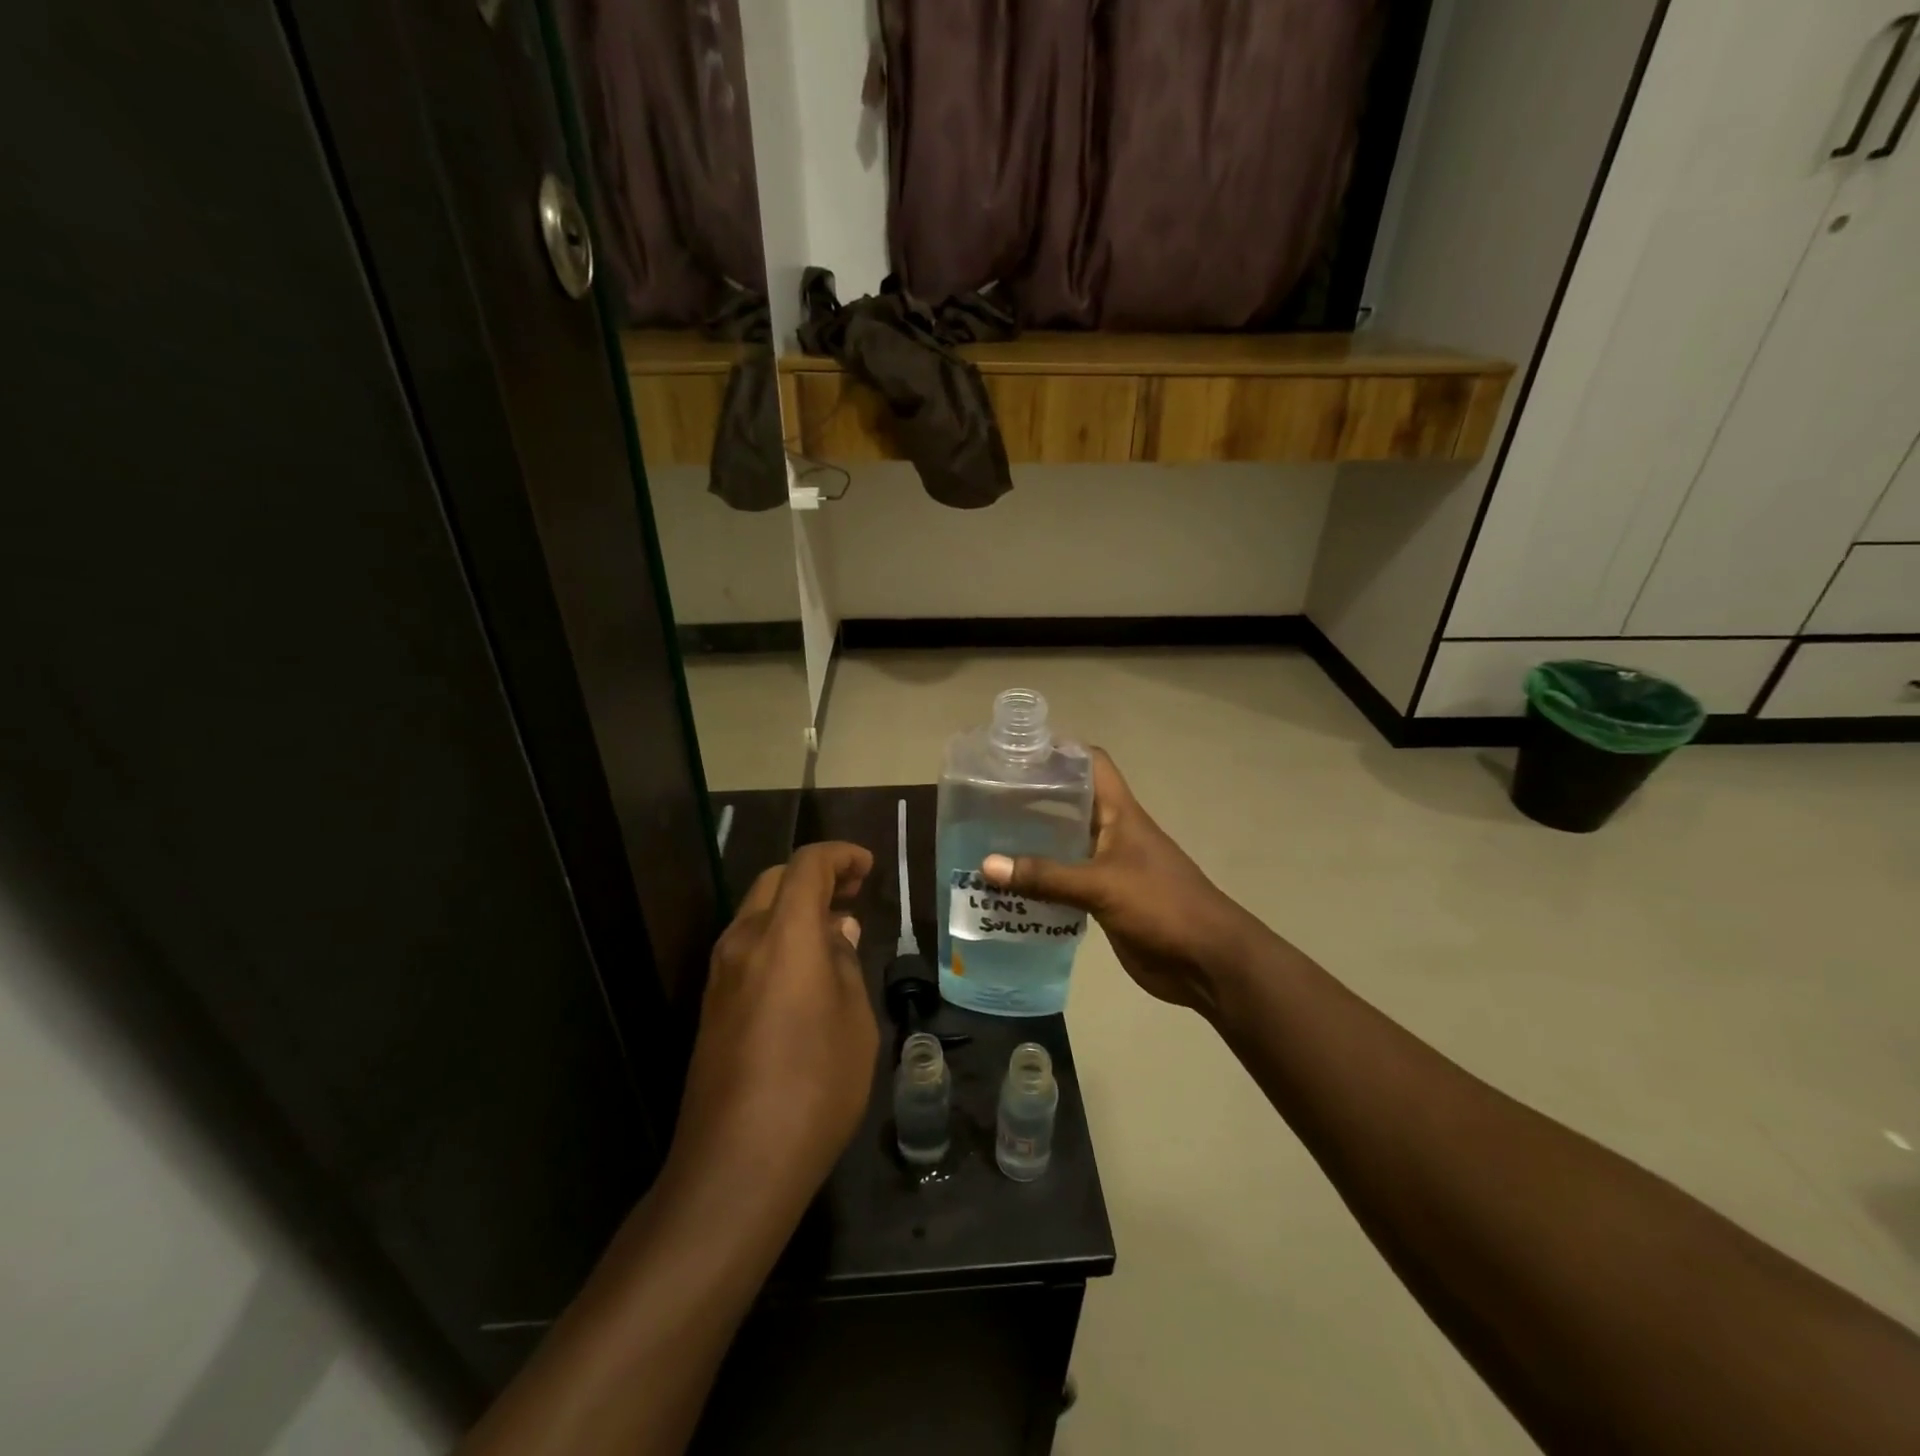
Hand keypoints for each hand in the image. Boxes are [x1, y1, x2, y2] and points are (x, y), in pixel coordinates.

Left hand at [670, 842, 877, 1215]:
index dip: (840, 856)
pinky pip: (748, 947)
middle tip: (854, 894)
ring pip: (757, 913)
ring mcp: (721, 975)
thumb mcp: (854, 1020)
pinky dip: (779, 936)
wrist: (737, 1164)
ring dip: (795, 907)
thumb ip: (845, 962)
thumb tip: (837, 930)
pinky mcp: (712, 1005)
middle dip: (816, 876)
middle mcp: (744, 942)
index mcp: (784, 936)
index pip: (807, 866)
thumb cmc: (815, 1085)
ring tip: (835, 930)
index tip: (868, 867)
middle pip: (775, 881)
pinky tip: (806, 970)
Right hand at [981, 750, 1260, 1014]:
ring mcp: (1108, 866)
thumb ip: (1046, 876)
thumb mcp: (1101, 885)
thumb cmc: (1161, 906)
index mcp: (1120, 813)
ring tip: (985, 839)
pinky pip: (1065, 882)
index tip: (1017, 753)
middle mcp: (1112, 832)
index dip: (1060, 751)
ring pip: (1064, 844)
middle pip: (1070, 803)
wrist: (1207, 962)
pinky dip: (1040, 881)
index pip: (1091, 763)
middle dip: (1032, 799)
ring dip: (1031, 843)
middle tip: (985, 799)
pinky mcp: (1104, 899)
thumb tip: (986, 865)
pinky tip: (1008, 886)